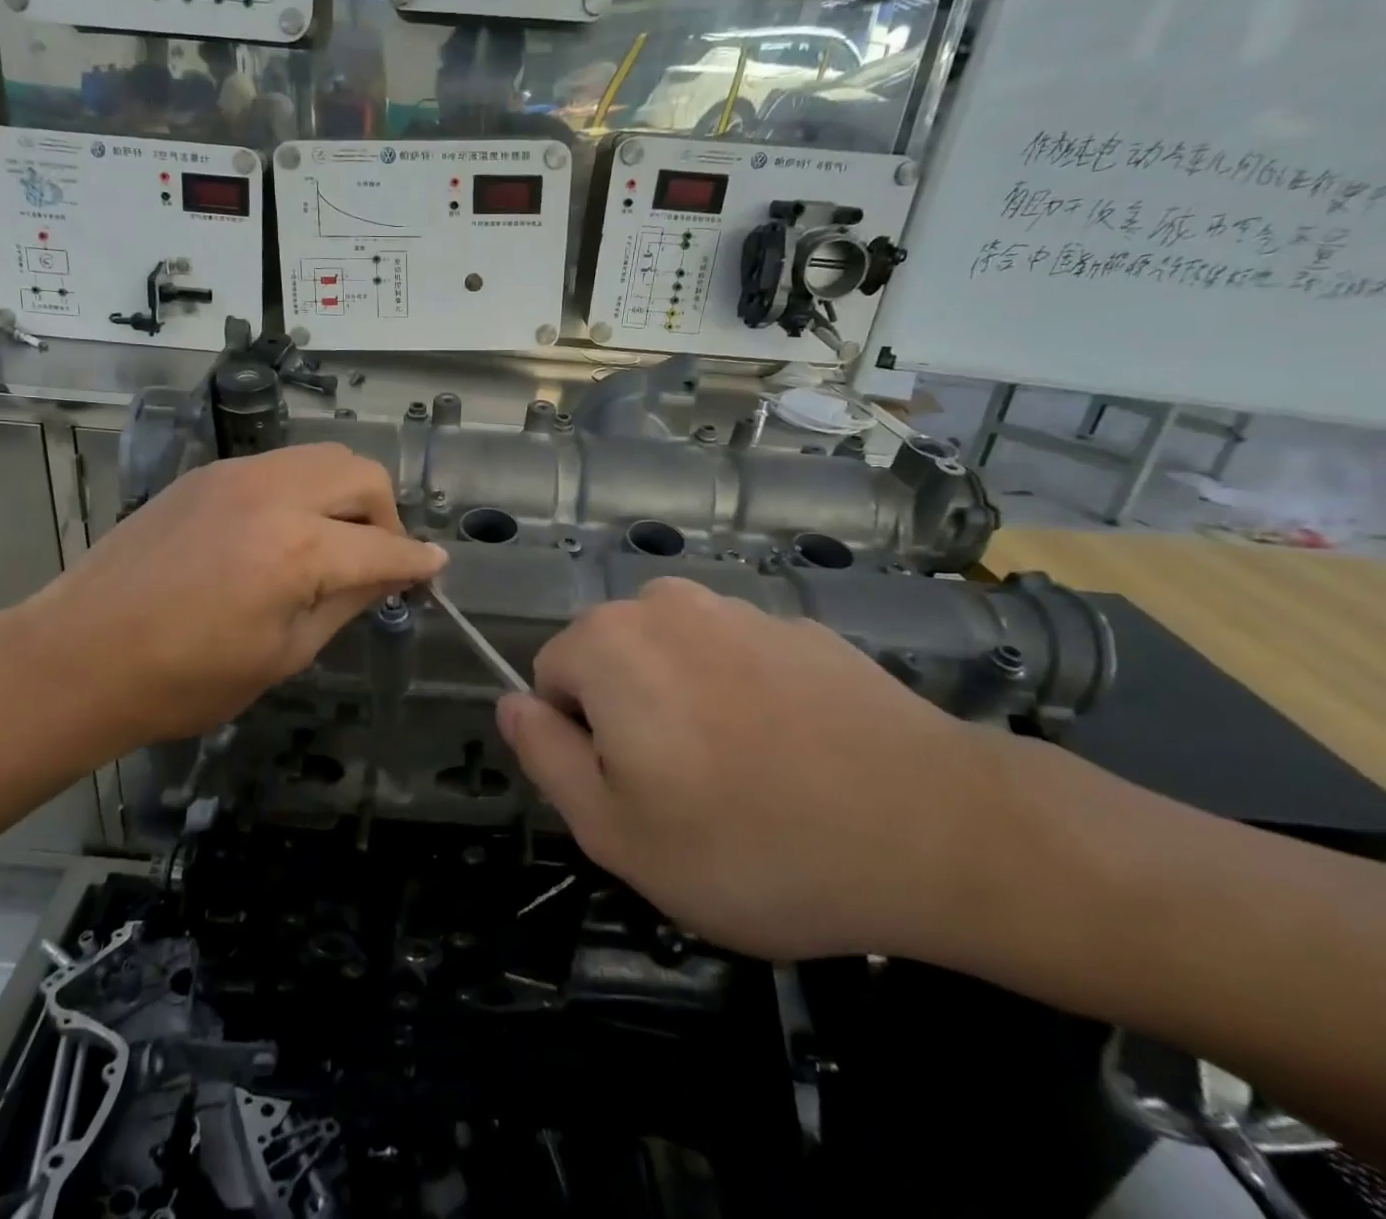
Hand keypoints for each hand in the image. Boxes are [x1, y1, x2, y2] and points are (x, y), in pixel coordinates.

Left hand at [0, 445, 445, 763]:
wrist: (77, 656)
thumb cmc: (185, 679)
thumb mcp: (284, 654)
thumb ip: (347, 603)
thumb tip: (390, 577)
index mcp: (299, 549)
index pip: (385, 546)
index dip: (418, 563)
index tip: (434, 572)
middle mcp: (274, 493)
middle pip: (362, 475)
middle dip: (387, 515)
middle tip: (378, 558)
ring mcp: (236, 475)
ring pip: (322, 457)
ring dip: (347, 494)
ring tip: (335, 541)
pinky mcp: (206, 474)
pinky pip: (280, 466)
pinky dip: (304, 490)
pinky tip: (285, 532)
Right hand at [497, 578, 1000, 959]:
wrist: (936, 828)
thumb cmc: (751, 842)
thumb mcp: (616, 831)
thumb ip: (544, 756)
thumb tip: (510, 703)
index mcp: (609, 643)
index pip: (550, 681)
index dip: (580, 745)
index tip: (634, 796)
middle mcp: (665, 604)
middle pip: (612, 663)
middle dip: (629, 721)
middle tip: (685, 796)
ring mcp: (739, 608)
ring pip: (674, 660)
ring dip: (687, 708)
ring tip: (745, 780)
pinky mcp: (800, 627)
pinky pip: (738, 660)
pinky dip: (745, 699)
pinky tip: (797, 757)